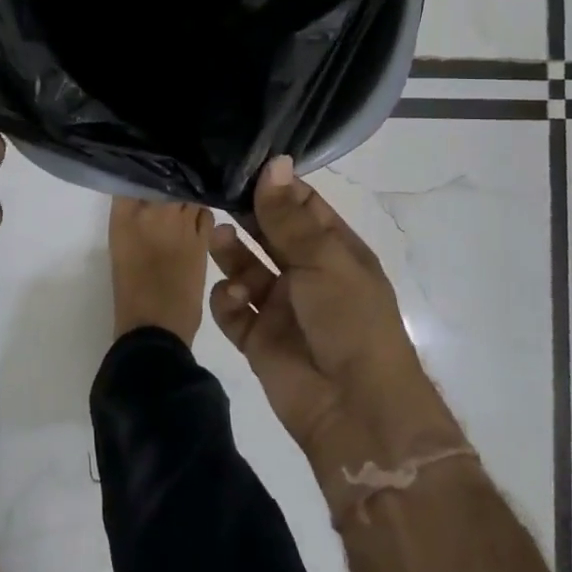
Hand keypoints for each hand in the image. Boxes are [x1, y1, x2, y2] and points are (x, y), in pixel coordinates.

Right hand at [209, 157, 459, 470]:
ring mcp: (282, 307)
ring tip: (218, 236)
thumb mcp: (323, 259)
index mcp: (335, 252)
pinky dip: (228, 299)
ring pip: (246, 268)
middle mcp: (307, 275)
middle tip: (217, 192)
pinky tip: (235, 298)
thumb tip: (274, 161)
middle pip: (270, 235)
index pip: (303, 208)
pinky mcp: (258, 338)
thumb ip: (289, 215)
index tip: (242, 162)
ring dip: (231, 252)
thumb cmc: (350, 321)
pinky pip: (233, 309)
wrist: (355, 410)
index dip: (276, 186)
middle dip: (247, 215)